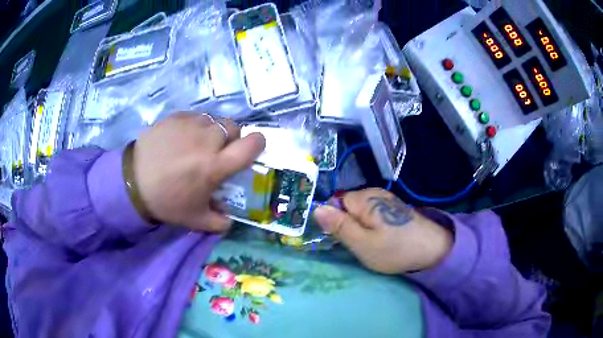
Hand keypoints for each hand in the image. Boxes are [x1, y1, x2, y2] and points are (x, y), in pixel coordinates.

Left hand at [132, 113, 264, 231]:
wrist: (132, 182)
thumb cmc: (166, 201)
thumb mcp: (195, 219)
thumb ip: (219, 222)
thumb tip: (230, 220)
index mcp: (216, 165)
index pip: (251, 145)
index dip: (257, 143)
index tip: (252, 148)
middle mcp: (207, 140)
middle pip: (233, 127)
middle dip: (231, 138)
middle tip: (218, 151)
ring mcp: (190, 125)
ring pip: (213, 120)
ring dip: (211, 131)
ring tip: (197, 143)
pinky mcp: (175, 117)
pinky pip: (194, 116)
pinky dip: (194, 126)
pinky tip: (181, 138)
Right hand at [313, 188, 452, 273]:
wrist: (433, 250)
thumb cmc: (395, 249)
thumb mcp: (362, 243)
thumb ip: (339, 226)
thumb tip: (316, 209)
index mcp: (365, 199)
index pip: (336, 202)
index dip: (335, 221)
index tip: (342, 238)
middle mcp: (375, 193)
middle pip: (348, 206)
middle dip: (348, 224)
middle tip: (358, 244)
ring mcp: (386, 200)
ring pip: (360, 212)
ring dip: (360, 227)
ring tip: (371, 243)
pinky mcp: (394, 208)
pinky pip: (373, 214)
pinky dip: (372, 226)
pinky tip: (382, 238)